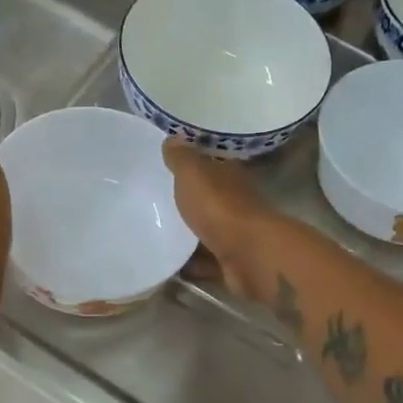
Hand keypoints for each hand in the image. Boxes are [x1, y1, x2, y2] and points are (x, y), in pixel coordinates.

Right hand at [162, 138, 274, 301]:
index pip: (210, 165)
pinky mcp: (231, 261)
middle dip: (187, 202)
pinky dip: (190, 263)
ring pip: (206, 230)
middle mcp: (235, 202)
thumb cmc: (219, 207)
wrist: (249, 256)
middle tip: (153, 204)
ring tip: (156, 235)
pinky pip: (205, 261)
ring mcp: (236, 234)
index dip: (191, 165)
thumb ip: (182, 158)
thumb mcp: (193, 174)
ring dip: (187, 234)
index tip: (165, 169)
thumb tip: (173, 137)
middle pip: (207, 199)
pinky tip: (169, 264)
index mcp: (228, 175)